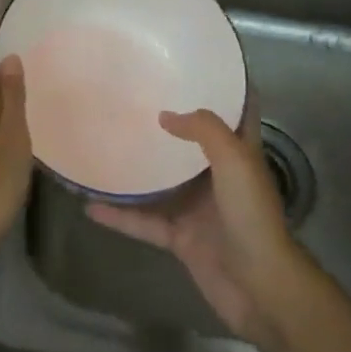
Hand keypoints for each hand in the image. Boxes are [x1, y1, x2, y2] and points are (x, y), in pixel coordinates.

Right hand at [89, 109, 309, 344]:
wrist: (259, 286)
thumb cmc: (251, 216)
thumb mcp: (234, 161)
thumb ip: (204, 130)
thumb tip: (166, 115)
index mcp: (239, 154)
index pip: (237, 112)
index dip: (226, 87)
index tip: (197, 65)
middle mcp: (218, 177)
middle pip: (191, 144)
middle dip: (169, 123)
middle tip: (135, 98)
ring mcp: (198, 208)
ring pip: (162, 182)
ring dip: (138, 169)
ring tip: (105, 145)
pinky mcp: (181, 237)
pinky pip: (144, 221)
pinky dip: (119, 216)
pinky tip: (91, 205)